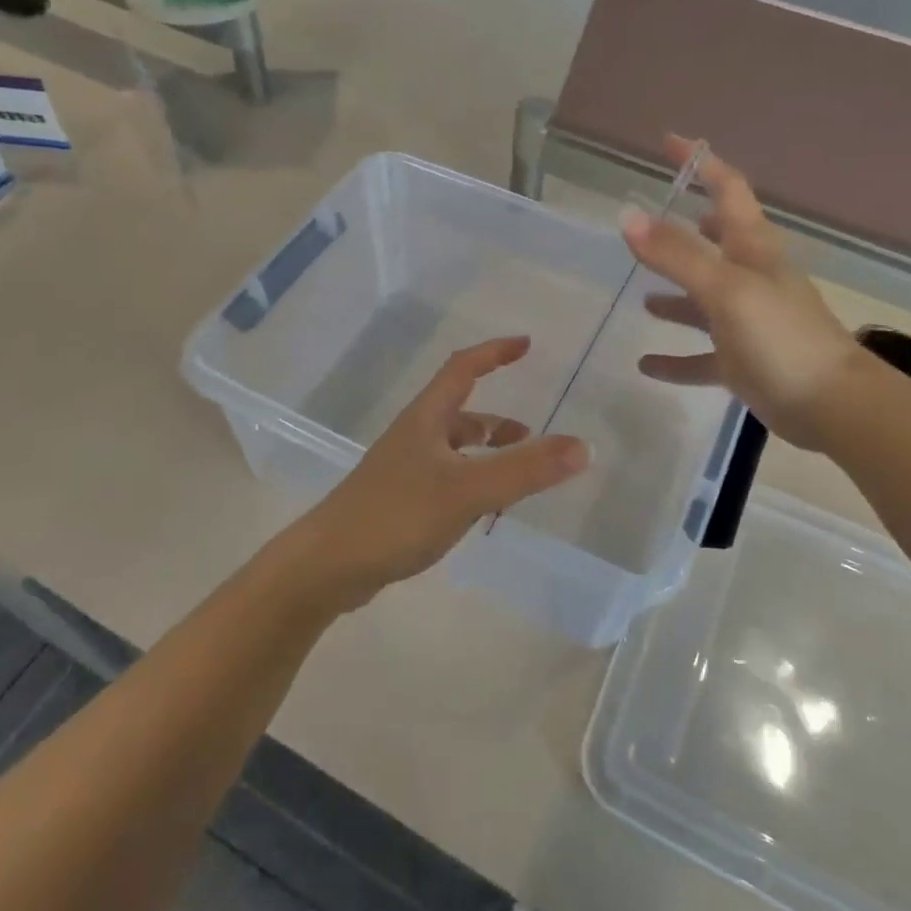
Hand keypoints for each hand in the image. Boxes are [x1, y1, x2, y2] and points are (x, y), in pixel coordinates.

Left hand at [292, 337, 589, 610]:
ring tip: (517, 478)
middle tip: (532, 438)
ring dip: (486, 455)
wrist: (327, 565)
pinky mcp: (398, 501)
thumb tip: (583, 446)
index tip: (526, 344)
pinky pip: (446, 479)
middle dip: (497, 421)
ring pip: (454, 449)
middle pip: (460, 412)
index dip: (494, 352)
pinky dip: (471, 483)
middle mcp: (414, 436)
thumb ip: (525, 470)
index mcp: (426, 419)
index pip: (463, 368)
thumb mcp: (467, 490)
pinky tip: (482, 511)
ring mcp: (403, 470)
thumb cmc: (396, 515)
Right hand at [621, 137, 861, 451]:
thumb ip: (676, 254)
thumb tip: (628, 215)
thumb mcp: (725, 289)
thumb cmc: (781, 337)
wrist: (831, 406)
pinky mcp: (742, 361)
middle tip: (649, 223)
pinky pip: (700, 355)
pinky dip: (675, 356)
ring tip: (641, 294)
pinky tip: (645, 364)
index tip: (669, 143)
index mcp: (753, 249)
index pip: (728, 189)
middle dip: (685, 229)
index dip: (702, 162)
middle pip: (716, 242)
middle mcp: (750, 277)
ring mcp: (747, 320)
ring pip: (704, 300)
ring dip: (675, 294)